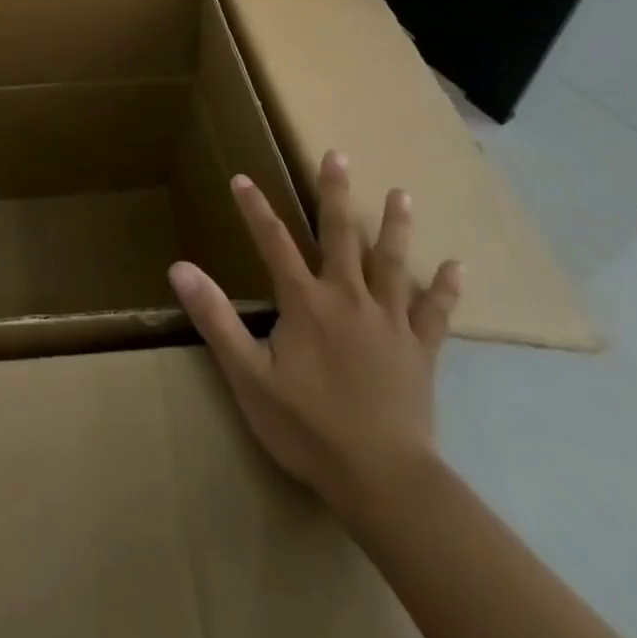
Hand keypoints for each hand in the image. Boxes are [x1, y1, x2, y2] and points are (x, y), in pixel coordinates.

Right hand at [168, 152, 461, 518]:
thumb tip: (179, 268)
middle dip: (336, 193)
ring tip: (401, 193)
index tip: (242, 177)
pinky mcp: (420, 351)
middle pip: (341, 236)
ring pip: (392, 263)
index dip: (255, 208)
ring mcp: (390, 323)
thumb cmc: (308, 428)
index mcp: (306, 302)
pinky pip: (435, 313)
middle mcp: (349, 299)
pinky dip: (445, 290)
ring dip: (395, 226)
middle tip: (338, 155)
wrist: (384, 482)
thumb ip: (215, 318)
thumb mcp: (248, 376)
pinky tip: (457, 268)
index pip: (273, 242)